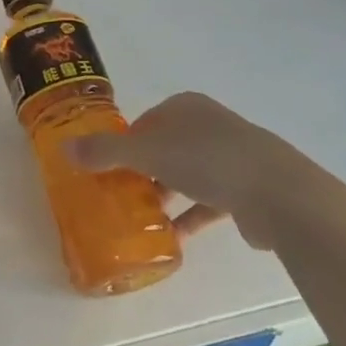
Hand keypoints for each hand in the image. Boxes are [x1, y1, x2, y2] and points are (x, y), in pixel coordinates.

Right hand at [68, 92, 330, 250]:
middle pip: (165, 146)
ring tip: (143, 218)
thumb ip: (105, 152)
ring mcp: (233, 156)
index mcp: (186, 107)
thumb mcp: (148, 152)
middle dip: (144, 170)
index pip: (145, 121)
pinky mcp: (248, 188)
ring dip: (166, 194)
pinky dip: (191, 216)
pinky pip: (209, 200)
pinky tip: (174, 238)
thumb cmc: (209, 160)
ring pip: (188, 173)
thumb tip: (64, 148)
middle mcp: (209, 125)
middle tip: (121, 194)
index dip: (124, 143)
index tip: (107, 168)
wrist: (281, 195)